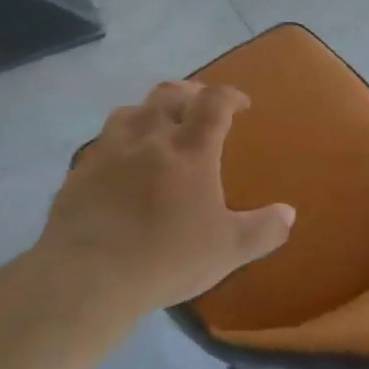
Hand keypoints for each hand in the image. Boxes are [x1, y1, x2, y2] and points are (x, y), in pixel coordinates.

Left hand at [38, 80, 294, 316]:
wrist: (87, 275)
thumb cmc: (166, 258)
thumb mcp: (227, 250)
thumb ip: (262, 230)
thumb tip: (289, 213)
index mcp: (189, 150)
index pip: (213, 103)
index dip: (230, 95)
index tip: (241, 103)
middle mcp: (149, 138)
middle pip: (168, 94)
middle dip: (189, 93)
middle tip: (200, 105)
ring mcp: (109, 151)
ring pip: (130, 111)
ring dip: (150, 111)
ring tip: (158, 127)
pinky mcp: (80, 171)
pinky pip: (103, 142)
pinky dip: (120, 141)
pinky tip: (121, 164)